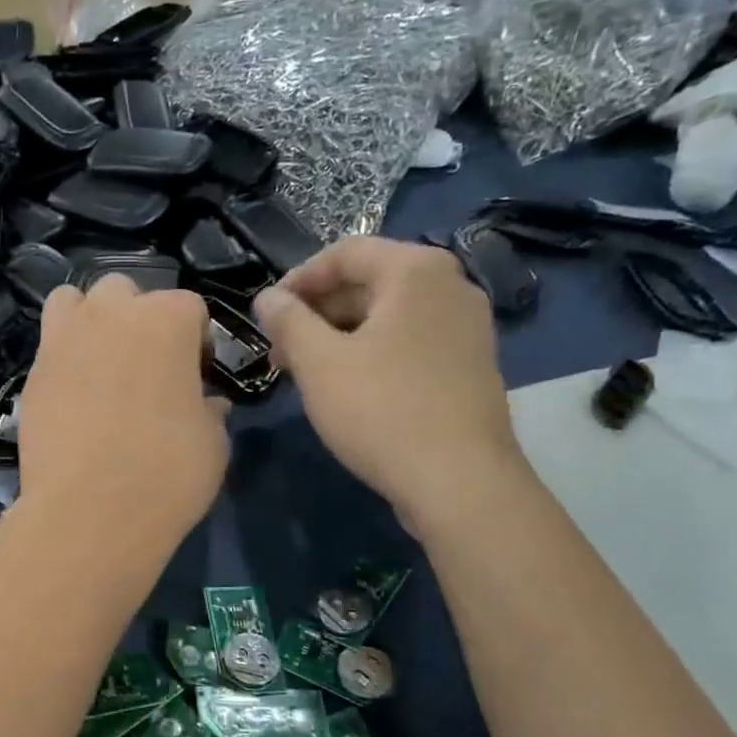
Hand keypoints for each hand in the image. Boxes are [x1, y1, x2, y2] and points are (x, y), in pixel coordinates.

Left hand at [18, 276, 228, 564]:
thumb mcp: (213, 443)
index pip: (189, 307)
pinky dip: (63, 355)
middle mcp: (112, 313)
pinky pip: (49, 343)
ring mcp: (64, 338)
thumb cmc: (167, 473)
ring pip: (74, 301)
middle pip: (126, 292)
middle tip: (146, 365)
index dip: (196, 340)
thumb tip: (208, 403)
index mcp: (167, 319)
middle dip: (138, 318)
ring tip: (100, 362)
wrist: (90, 510)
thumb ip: (210, 410)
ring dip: (90, 319)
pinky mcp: (32, 370)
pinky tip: (73, 392)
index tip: (196, 376)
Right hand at [252, 237, 525, 533]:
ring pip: (387, 315)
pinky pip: (409, 342)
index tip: (266, 315)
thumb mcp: (318, 363)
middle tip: (280, 349)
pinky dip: (372, 352)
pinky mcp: (470, 365)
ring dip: (339, 335)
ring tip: (306, 373)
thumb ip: (287, 320)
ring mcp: (467, 328)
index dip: (297, 279)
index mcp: (416, 271)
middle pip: (368, 281)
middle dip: (316, 311)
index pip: (344, 253)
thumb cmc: (382, 411)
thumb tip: (267, 298)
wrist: (460, 483)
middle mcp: (451, 287)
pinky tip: (347, 388)